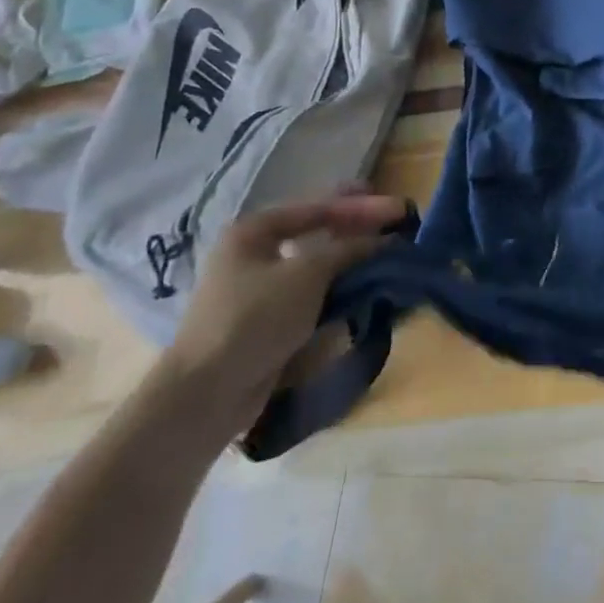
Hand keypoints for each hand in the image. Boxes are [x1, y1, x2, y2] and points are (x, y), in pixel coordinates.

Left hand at [157, 194, 404, 441]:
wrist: (204, 397)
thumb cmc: (253, 319)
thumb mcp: (307, 274)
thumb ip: (349, 249)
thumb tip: (387, 240)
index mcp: (254, 230)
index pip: (318, 207)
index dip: (362, 205)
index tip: (399, 207)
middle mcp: (254, 252)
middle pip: (316, 231)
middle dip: (357, 228)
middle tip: (396, 225)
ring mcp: (258, 288)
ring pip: (316, 263)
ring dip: (350, 258)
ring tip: (385, 254)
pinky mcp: (266, 321)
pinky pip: (310, 292)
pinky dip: (337, 286)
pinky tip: (362, 286)